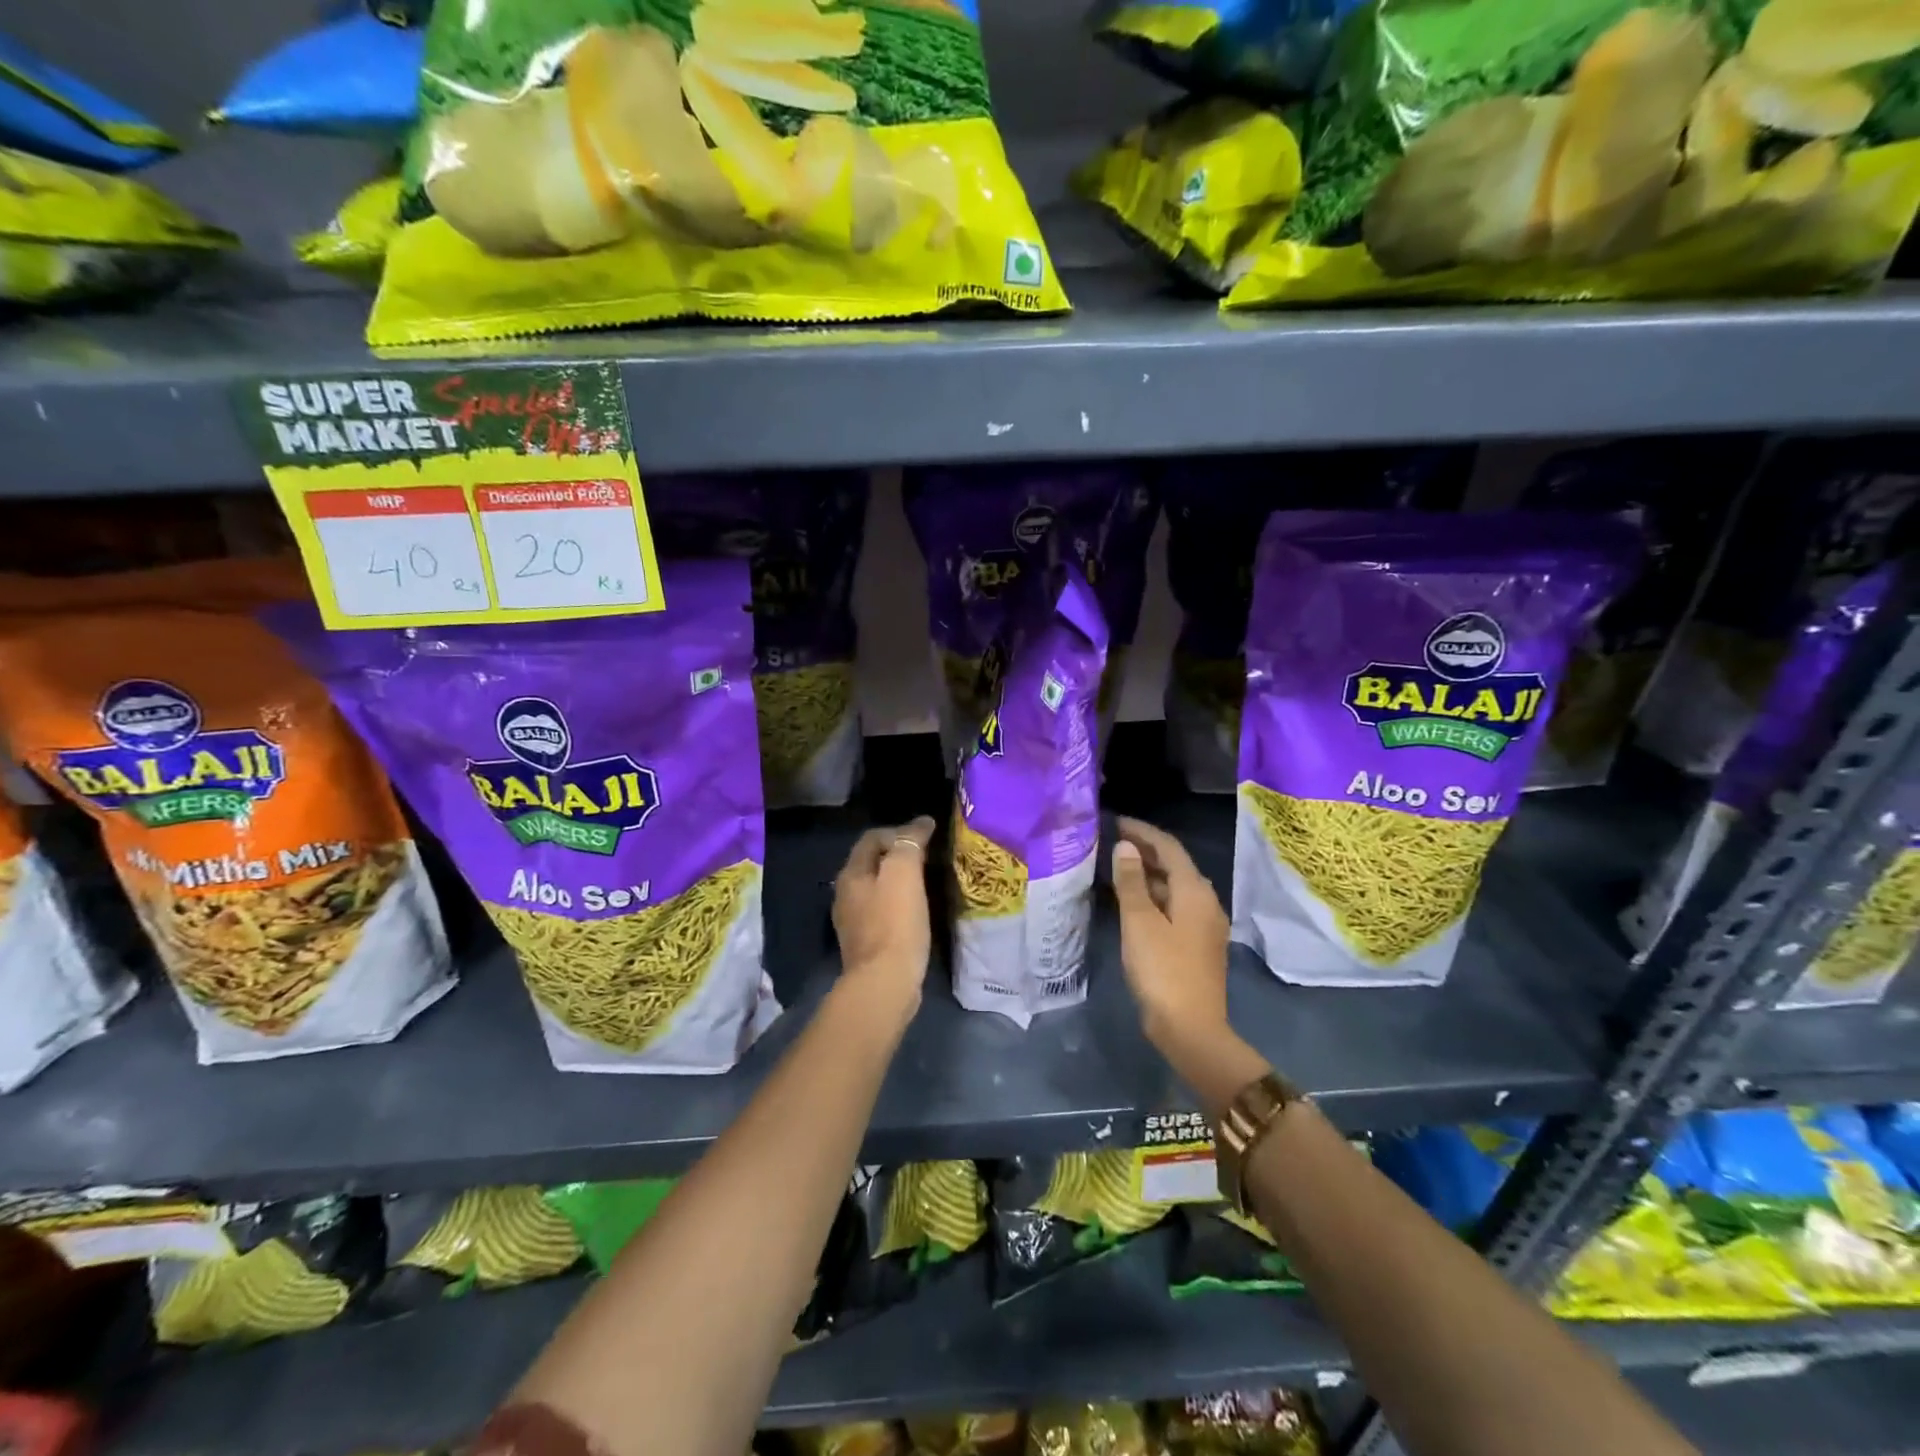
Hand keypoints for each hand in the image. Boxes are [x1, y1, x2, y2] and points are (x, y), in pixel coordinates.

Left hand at [833, 816, 936, 1011]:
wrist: (884, 982)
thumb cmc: (895, 923)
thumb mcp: (904, 873)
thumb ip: (910, 843)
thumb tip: (921, 822)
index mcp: (850, 874)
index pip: (871, 838)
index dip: (898, 830)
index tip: (926, 836)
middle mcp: (844, 894)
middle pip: (870, 863)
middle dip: (896, 855)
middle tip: (927, 857)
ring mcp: (852, 921)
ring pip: (875, 888)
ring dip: (896, 881)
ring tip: (923, 883)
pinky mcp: (865, 944)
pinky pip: (880, 912)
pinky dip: (897, 904)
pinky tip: (913, 912)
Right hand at [1110, 816, 1233, 1060]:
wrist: (1191, 1029)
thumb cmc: (1163, 970)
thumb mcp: (1140, 922)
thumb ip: (1132, 881)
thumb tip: (1127, 847)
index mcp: (1195, 891)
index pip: (1169, 847)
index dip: (1143, 831)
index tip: (1116, 821)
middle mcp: (1206, 902)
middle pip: (1175, 865)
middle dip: (1146, 850)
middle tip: (1113, 841)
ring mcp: (1205, 925)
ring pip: (1174, 887)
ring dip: (1149, 874)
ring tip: (1117, 868)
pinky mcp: (1198, 944)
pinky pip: (1175, 906)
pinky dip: (1154, 896)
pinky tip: (1132, 902)